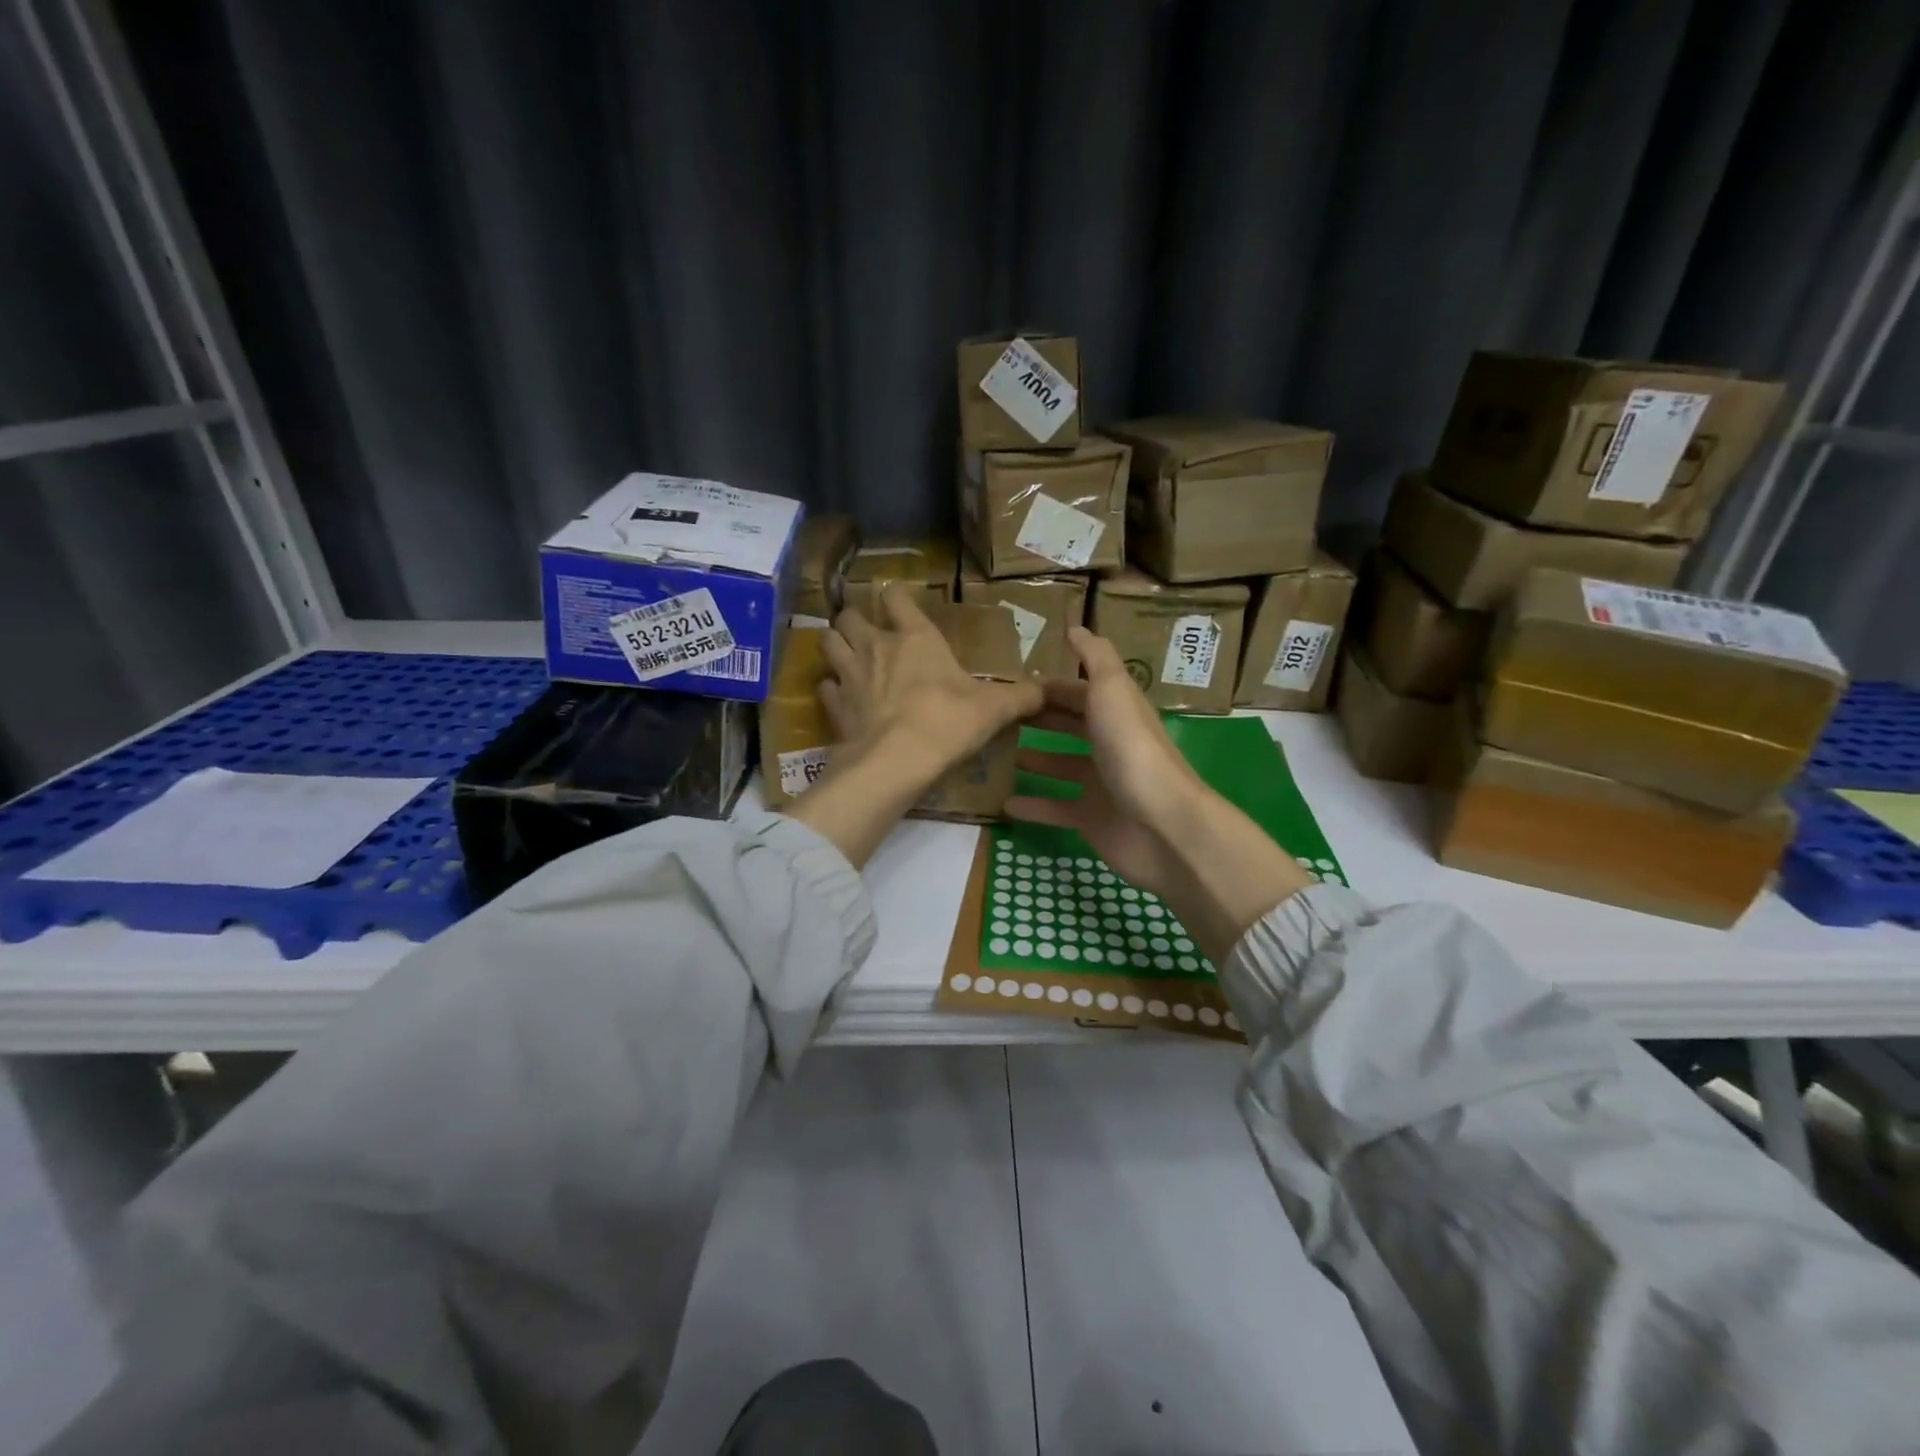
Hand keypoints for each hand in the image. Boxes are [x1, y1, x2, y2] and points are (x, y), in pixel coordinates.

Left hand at [819, 586, 1041, 781]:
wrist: (898, 760)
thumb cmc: (948, 722)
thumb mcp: (994, 709)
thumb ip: (1021, 697)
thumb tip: (1046, 690)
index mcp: (916, 638)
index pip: (897, 598)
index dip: (895, 596)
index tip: (898, 601)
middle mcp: (877, 647)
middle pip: (849, 617)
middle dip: (854, 620)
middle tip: (866, 633)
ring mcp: (850, 675)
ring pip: (828, 643)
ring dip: (834, 645)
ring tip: (845, 656)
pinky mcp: (835, 706)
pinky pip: (824, 687)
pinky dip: (831, 689)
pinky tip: (841, 697)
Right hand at [1006, 627, 1311, 962]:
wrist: (1161, 825)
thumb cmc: (1132, 750)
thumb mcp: (1113, 690)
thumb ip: (1095, 657)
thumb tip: (1075, 627)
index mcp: (1116, 711)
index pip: (1078, 690)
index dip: (1048, 686)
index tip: (1009, 684)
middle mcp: (1110, 744)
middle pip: (1069, 725)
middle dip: (1038, 718)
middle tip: (996, 717)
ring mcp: (1102, 784)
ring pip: (1061, 766)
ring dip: (1032, 759)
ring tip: (995, 754)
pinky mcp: (1092, 819)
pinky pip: (1056, 808)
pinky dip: (1033, 806)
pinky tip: (1003, 802)